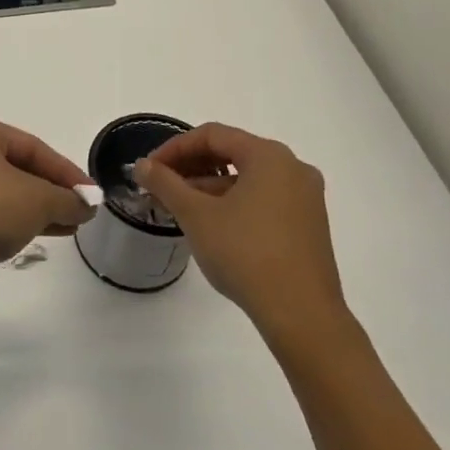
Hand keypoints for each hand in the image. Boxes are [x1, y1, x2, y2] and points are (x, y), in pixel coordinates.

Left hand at [0, 113, 94, 292]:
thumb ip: (66, 200)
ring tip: (66, 227)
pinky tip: (33, 235)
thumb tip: (85, 206)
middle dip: (50, 191)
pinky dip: (9, 219)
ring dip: (33, 208)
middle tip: (79, 212)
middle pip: (15, 166)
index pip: (32, 146)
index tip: (92, 196)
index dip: (66, 172)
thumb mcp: (37, 201)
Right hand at [132, 124, 349, 346]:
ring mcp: (305, 197)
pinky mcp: (308, 224)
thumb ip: (165, 183)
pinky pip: (263, 198)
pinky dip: (232, 202)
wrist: (300, 313)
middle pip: (232, 152)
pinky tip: (210, 224)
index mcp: (269, 156)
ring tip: (179, 207)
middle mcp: (293, 168)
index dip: (174, 148)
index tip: (149, 169)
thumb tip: (142, 165)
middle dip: (191, 166)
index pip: (212, 135)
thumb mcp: (195, 214)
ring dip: (209, 186)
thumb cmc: (244, 253)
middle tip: (160, 186)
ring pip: (247, 178)